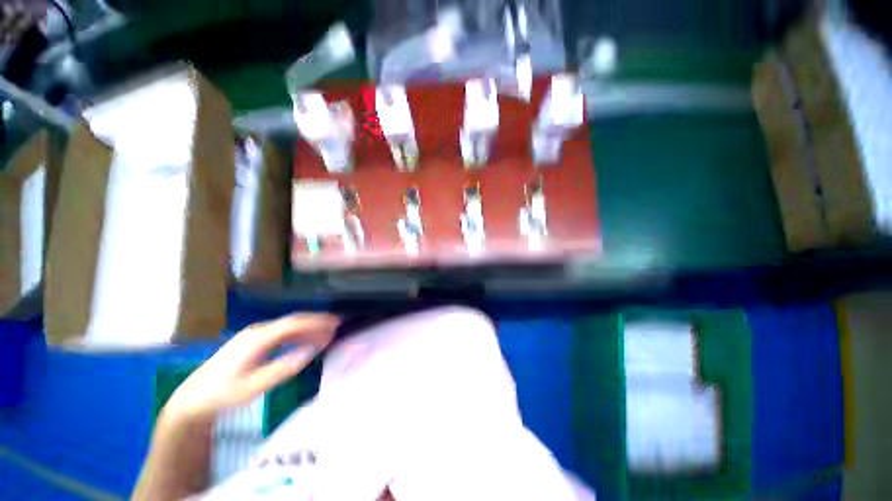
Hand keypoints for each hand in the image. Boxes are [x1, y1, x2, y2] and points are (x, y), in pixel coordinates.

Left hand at [161, 314, 338, 424]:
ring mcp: (253, 335)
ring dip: (308, 329)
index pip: (295, 323)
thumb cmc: (224, 394)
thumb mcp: (255, 385)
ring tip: (326, 334)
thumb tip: (313, 350)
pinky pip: (280, 333)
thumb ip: (285, 366)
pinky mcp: (252, 341)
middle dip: (316, 323)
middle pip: (293, 321)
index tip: (336, 323)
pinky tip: (305, 341)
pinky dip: (296, 335)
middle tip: (336, 327)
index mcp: (258, 338)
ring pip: (288, 326)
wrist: (193, 399)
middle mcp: (258, 331)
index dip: (317, 322)